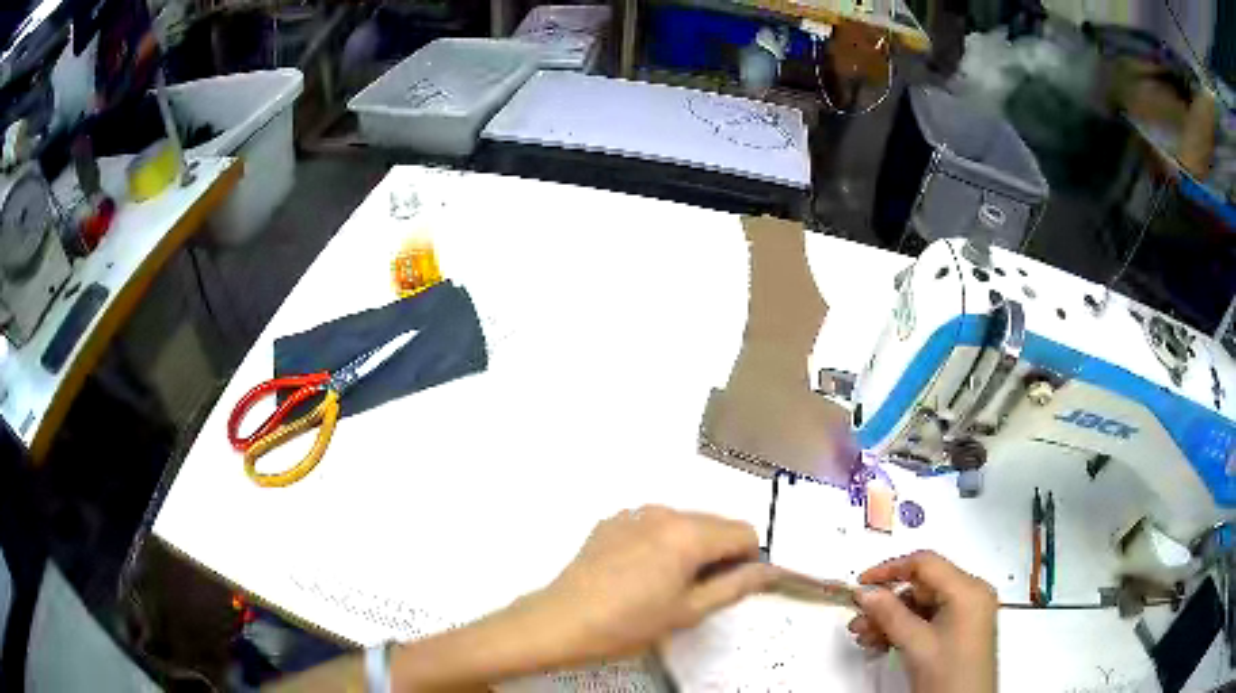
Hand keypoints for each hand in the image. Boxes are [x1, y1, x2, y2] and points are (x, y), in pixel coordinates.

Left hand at [516, 505, 776, 664]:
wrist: (562, 621)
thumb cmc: (630, 623)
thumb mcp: (689, 611)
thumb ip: (736, 586)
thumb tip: (771, 570)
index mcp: (689, 533)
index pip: (744, 532)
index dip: (747, 559)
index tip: (729, 586)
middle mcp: (665, 511)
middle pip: (714, 524)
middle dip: (719, 552)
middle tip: (698, 591)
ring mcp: (634, 513)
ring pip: (684, 523)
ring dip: (689, 547)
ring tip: (666, 584)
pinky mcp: (612, 521)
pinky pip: (653, 524)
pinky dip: (660, 542)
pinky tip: (638, 573)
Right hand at [847, 551, 997, 692]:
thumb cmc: (949, 675)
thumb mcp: (916, 645)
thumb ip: (890, 614)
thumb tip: (867, 593)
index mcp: (968, 589)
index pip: (925, 564)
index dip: (890, 569)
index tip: (862, 582)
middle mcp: (971, 595)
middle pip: (923, 586)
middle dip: (888, 603)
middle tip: (860, 617)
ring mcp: (967, 613)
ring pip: (923, 605)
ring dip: (892, 619)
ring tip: (866, 636)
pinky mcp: (961, 630)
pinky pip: (930, 620)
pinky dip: (906, 629)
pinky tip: (883, 642)